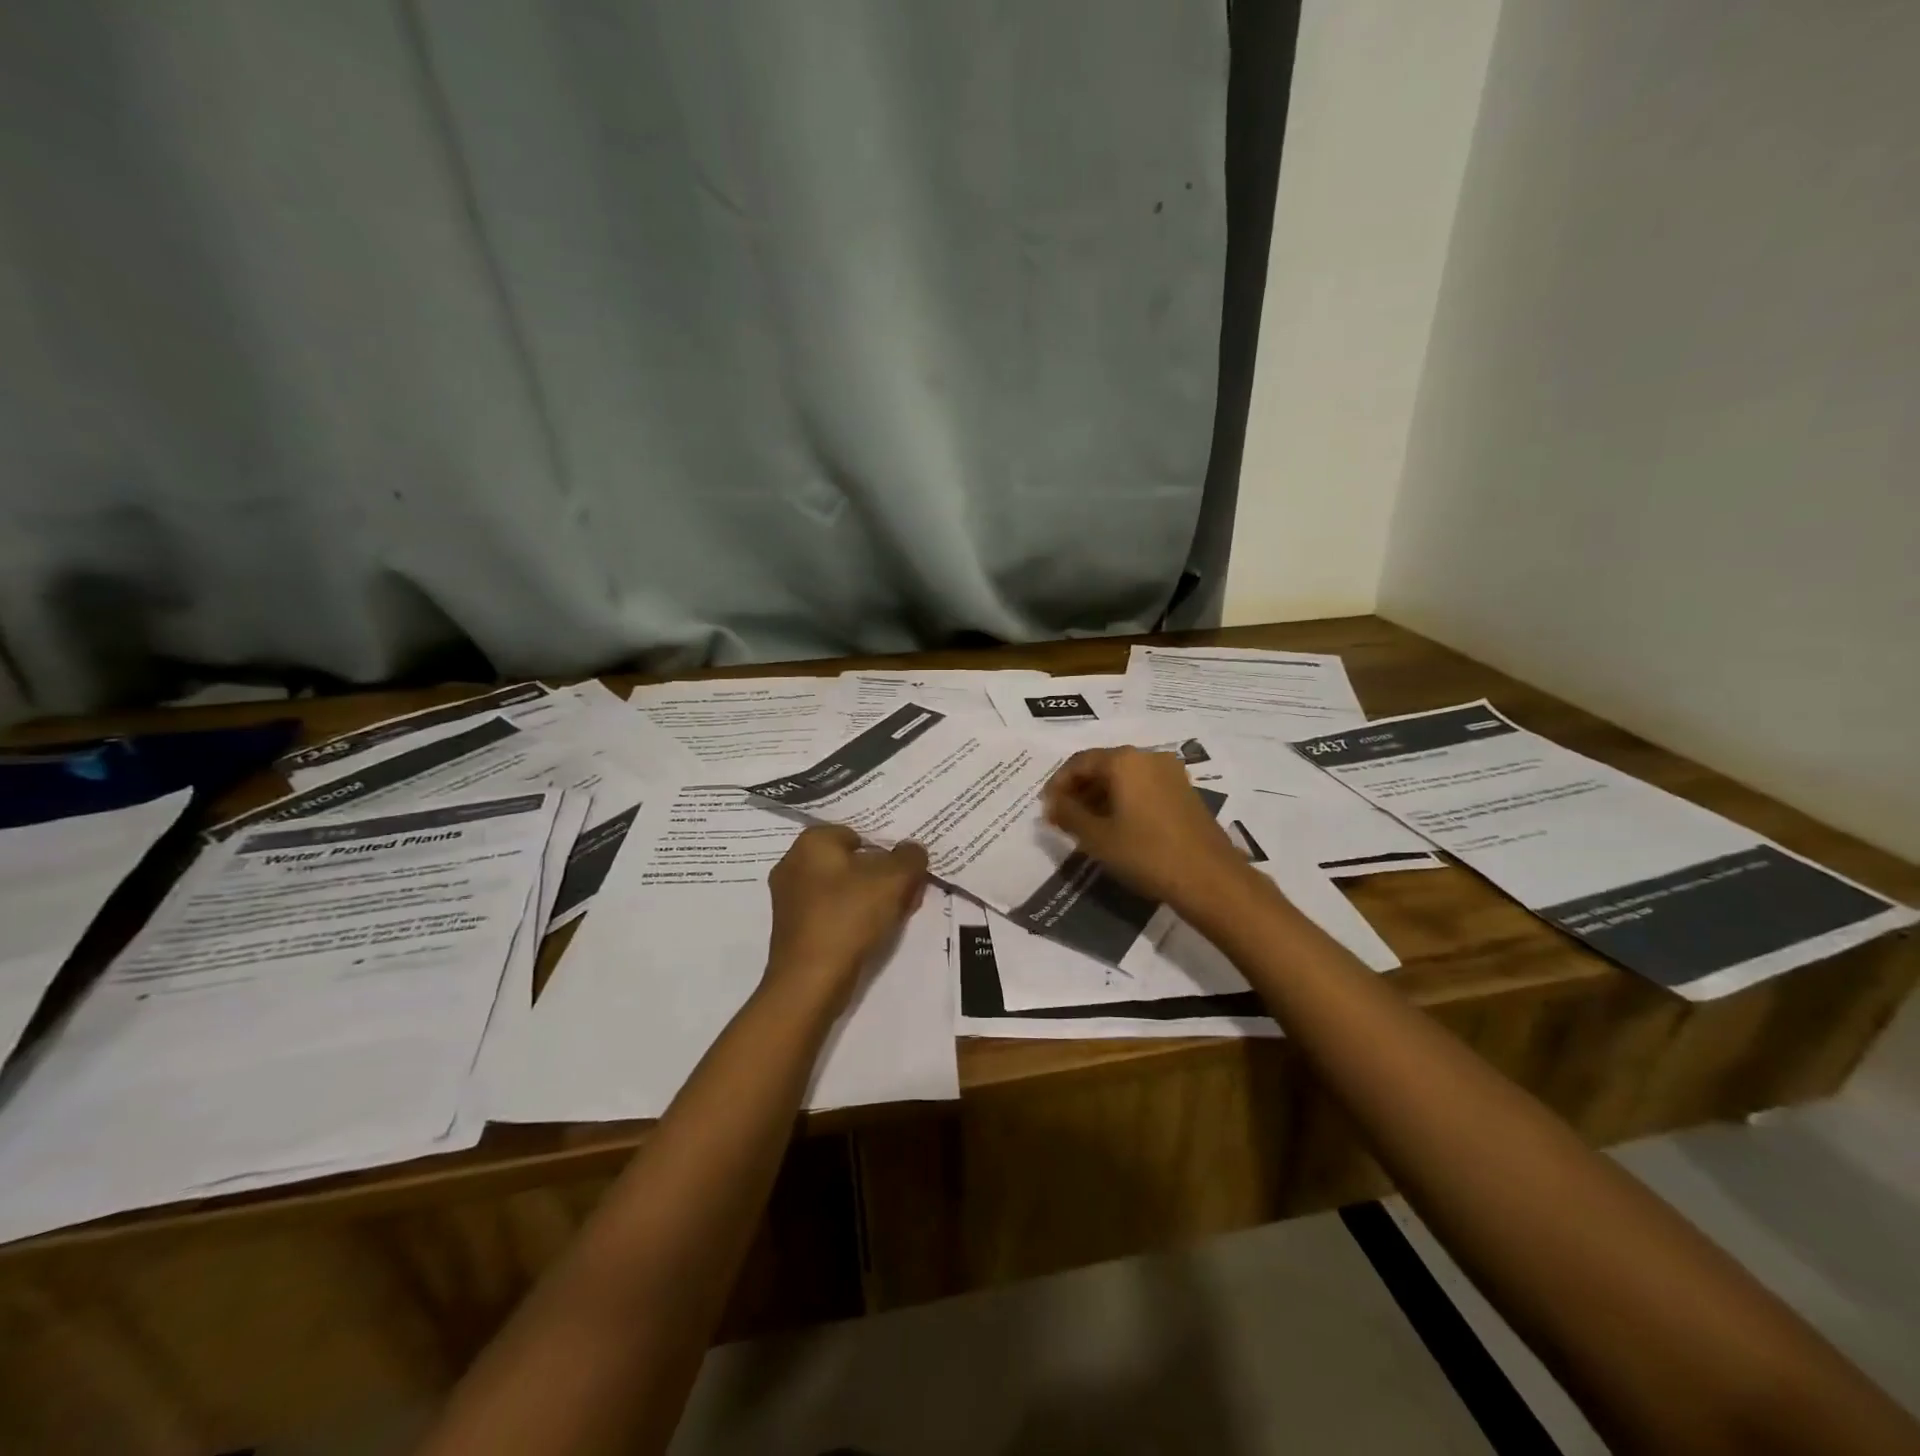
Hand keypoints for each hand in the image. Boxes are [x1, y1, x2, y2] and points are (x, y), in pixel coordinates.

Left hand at [764, 825, 928, 1014]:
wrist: (810, 981)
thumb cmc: (849, 917)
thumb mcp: (894, 879)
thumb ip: (910, 857)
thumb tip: (912, 849)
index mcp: (812, 842)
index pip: (858, 833)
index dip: (887, 850)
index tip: (906, 871)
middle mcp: (793, 863)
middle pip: (851, 862)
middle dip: (881, 876)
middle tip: (906, 893)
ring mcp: (788, 898)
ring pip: (842, 888)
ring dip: (870, 898)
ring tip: (895, 916)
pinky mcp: (792, 928)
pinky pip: (830, 911)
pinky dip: (852, 918)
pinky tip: (872, 934)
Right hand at [1042, 746, 1249, 911]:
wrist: (1209, 879)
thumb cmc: (1145, 853)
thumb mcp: (1097, 837)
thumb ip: (1068, 814)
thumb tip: (1052, 804)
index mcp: (1124, 760)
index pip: (1079, 762)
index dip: (1058, 784)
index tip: (1047, 809)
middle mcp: (1149, 757)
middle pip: (1103, 765)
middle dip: (1080, 789)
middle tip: (1064, 817)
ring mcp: (1171, 774)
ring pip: (1125, 777)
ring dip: (1101, 796)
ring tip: (1086, 825)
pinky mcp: (1185, 792)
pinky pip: (1144, 787)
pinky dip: (1124, 800)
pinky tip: (1116, 826)